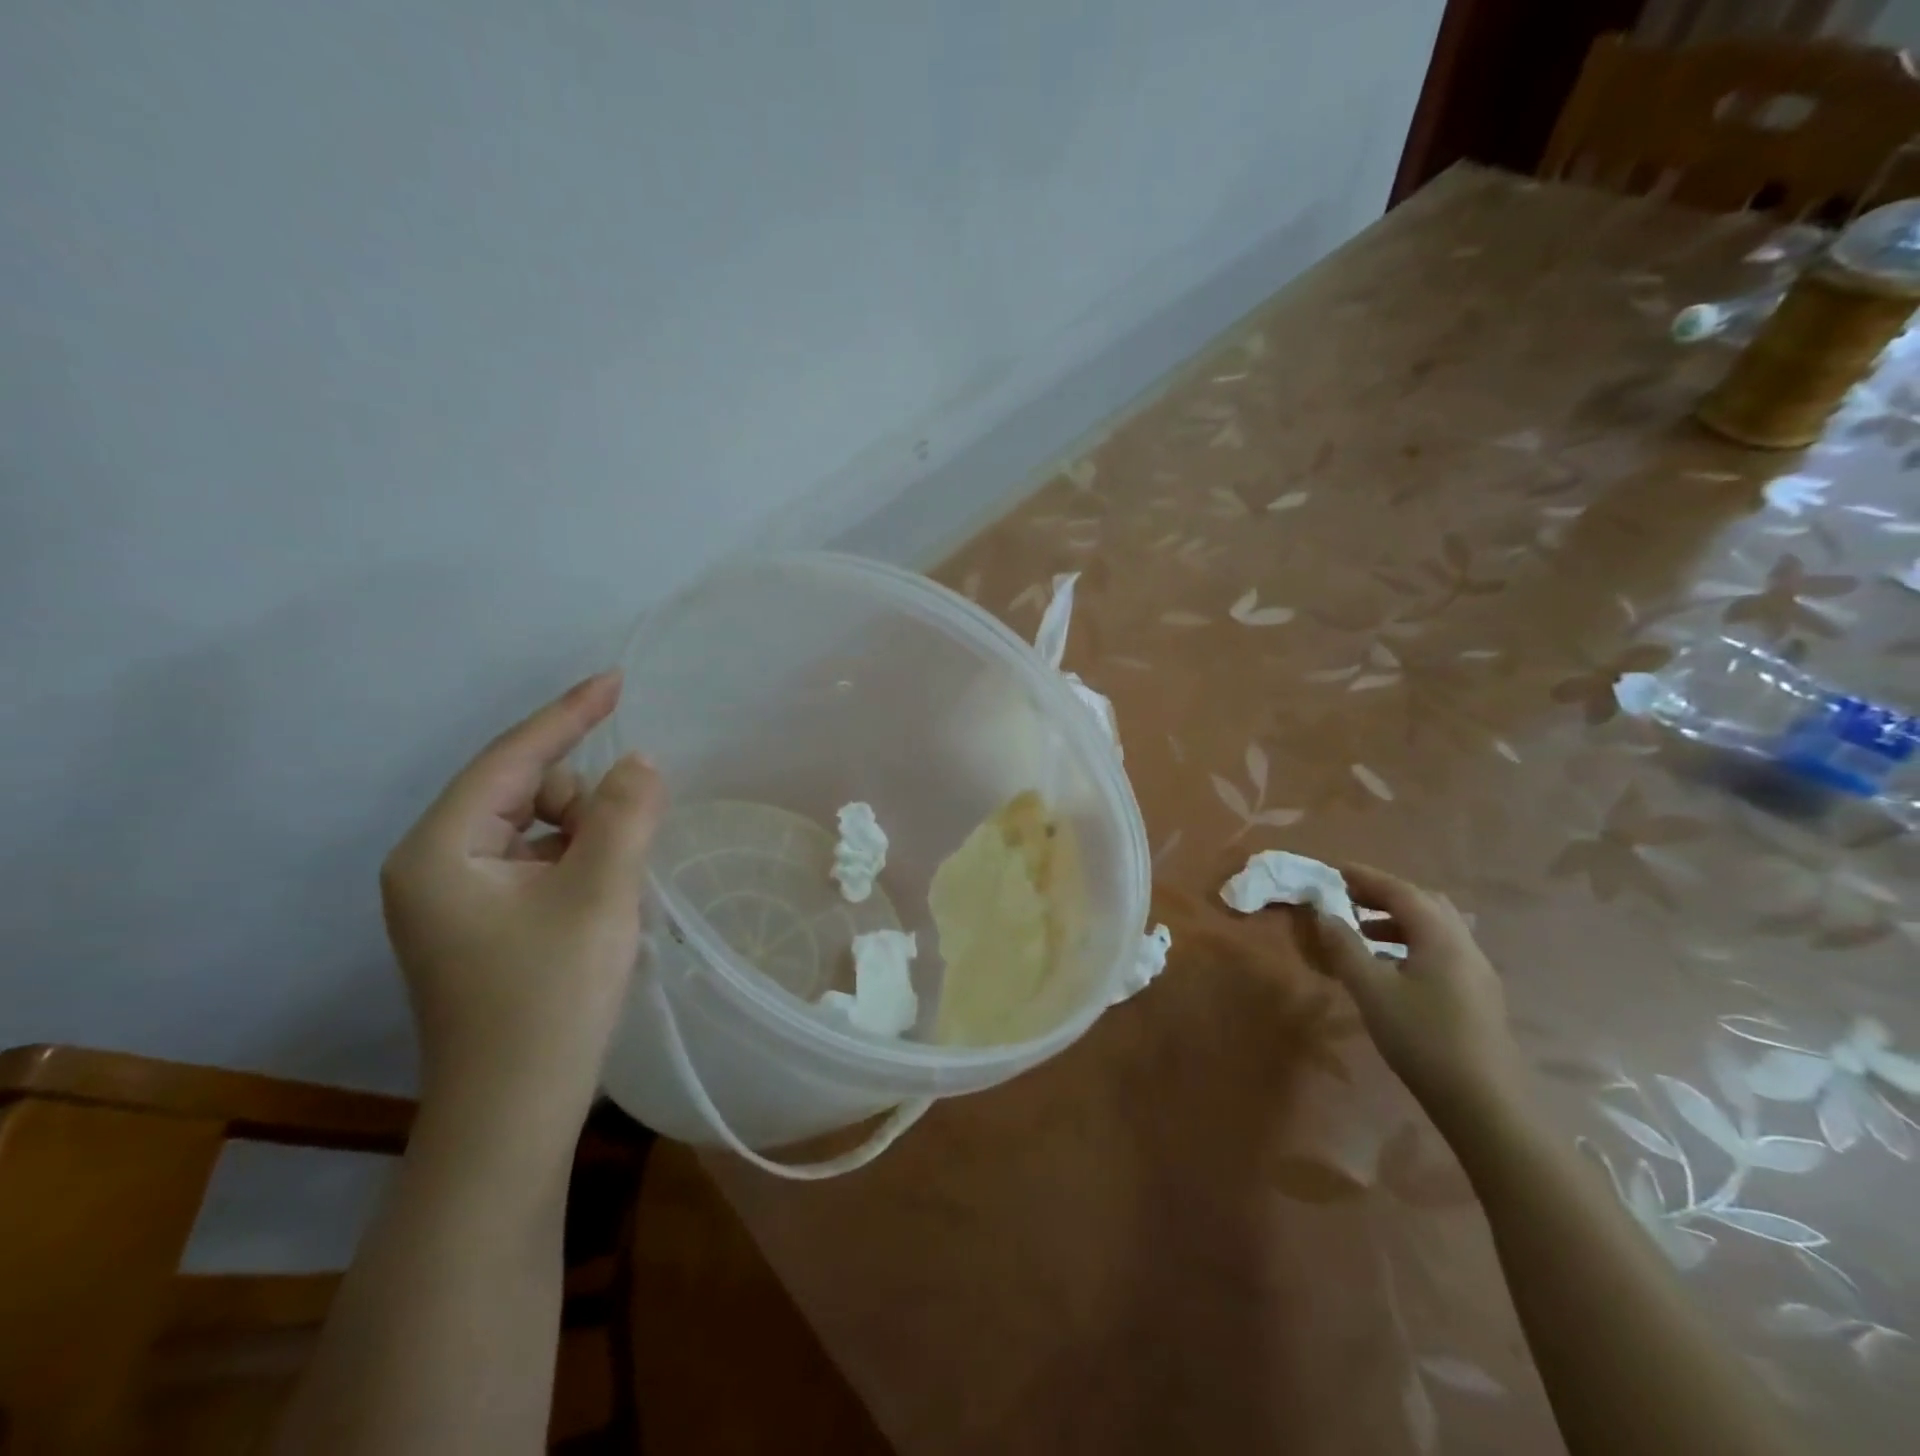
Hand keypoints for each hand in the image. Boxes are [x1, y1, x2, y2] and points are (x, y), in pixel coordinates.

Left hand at [380, 672, 663, 1138]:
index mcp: (440, 850)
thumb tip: (640, 763)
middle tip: (624, 853)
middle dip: (583, 805)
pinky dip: (576, 866)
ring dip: (585, 841)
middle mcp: (433, 865)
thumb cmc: (549, 1002)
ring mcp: (453, 899)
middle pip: (524, 794)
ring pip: (536, 831)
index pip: (512, 759)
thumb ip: (624, 816)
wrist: (513, 1117)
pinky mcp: (478, 925)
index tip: (616, 679)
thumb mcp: (600, 897)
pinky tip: (599, 904)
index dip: (568, 715)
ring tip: (613, 891)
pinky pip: (535, 864)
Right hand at [1307, 864, 1524, 1126]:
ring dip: (1397, 920)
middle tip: (1348, 898)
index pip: (1400, 891)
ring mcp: (1476, 971)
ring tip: (1362, 932)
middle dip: (1384, 895)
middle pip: (1424, 903)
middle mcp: (1464, 945)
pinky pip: (1441, 950)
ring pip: (1435, 928)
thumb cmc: (1423, 1039)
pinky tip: (1390, 967)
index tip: (1334, 870)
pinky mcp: (1478, 995)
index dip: (1366, 877)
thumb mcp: (1371, 990)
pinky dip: (1410, 943)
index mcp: (1440, 937)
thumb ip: (1344, 947)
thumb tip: (1323, 913)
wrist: (1485, 1104)